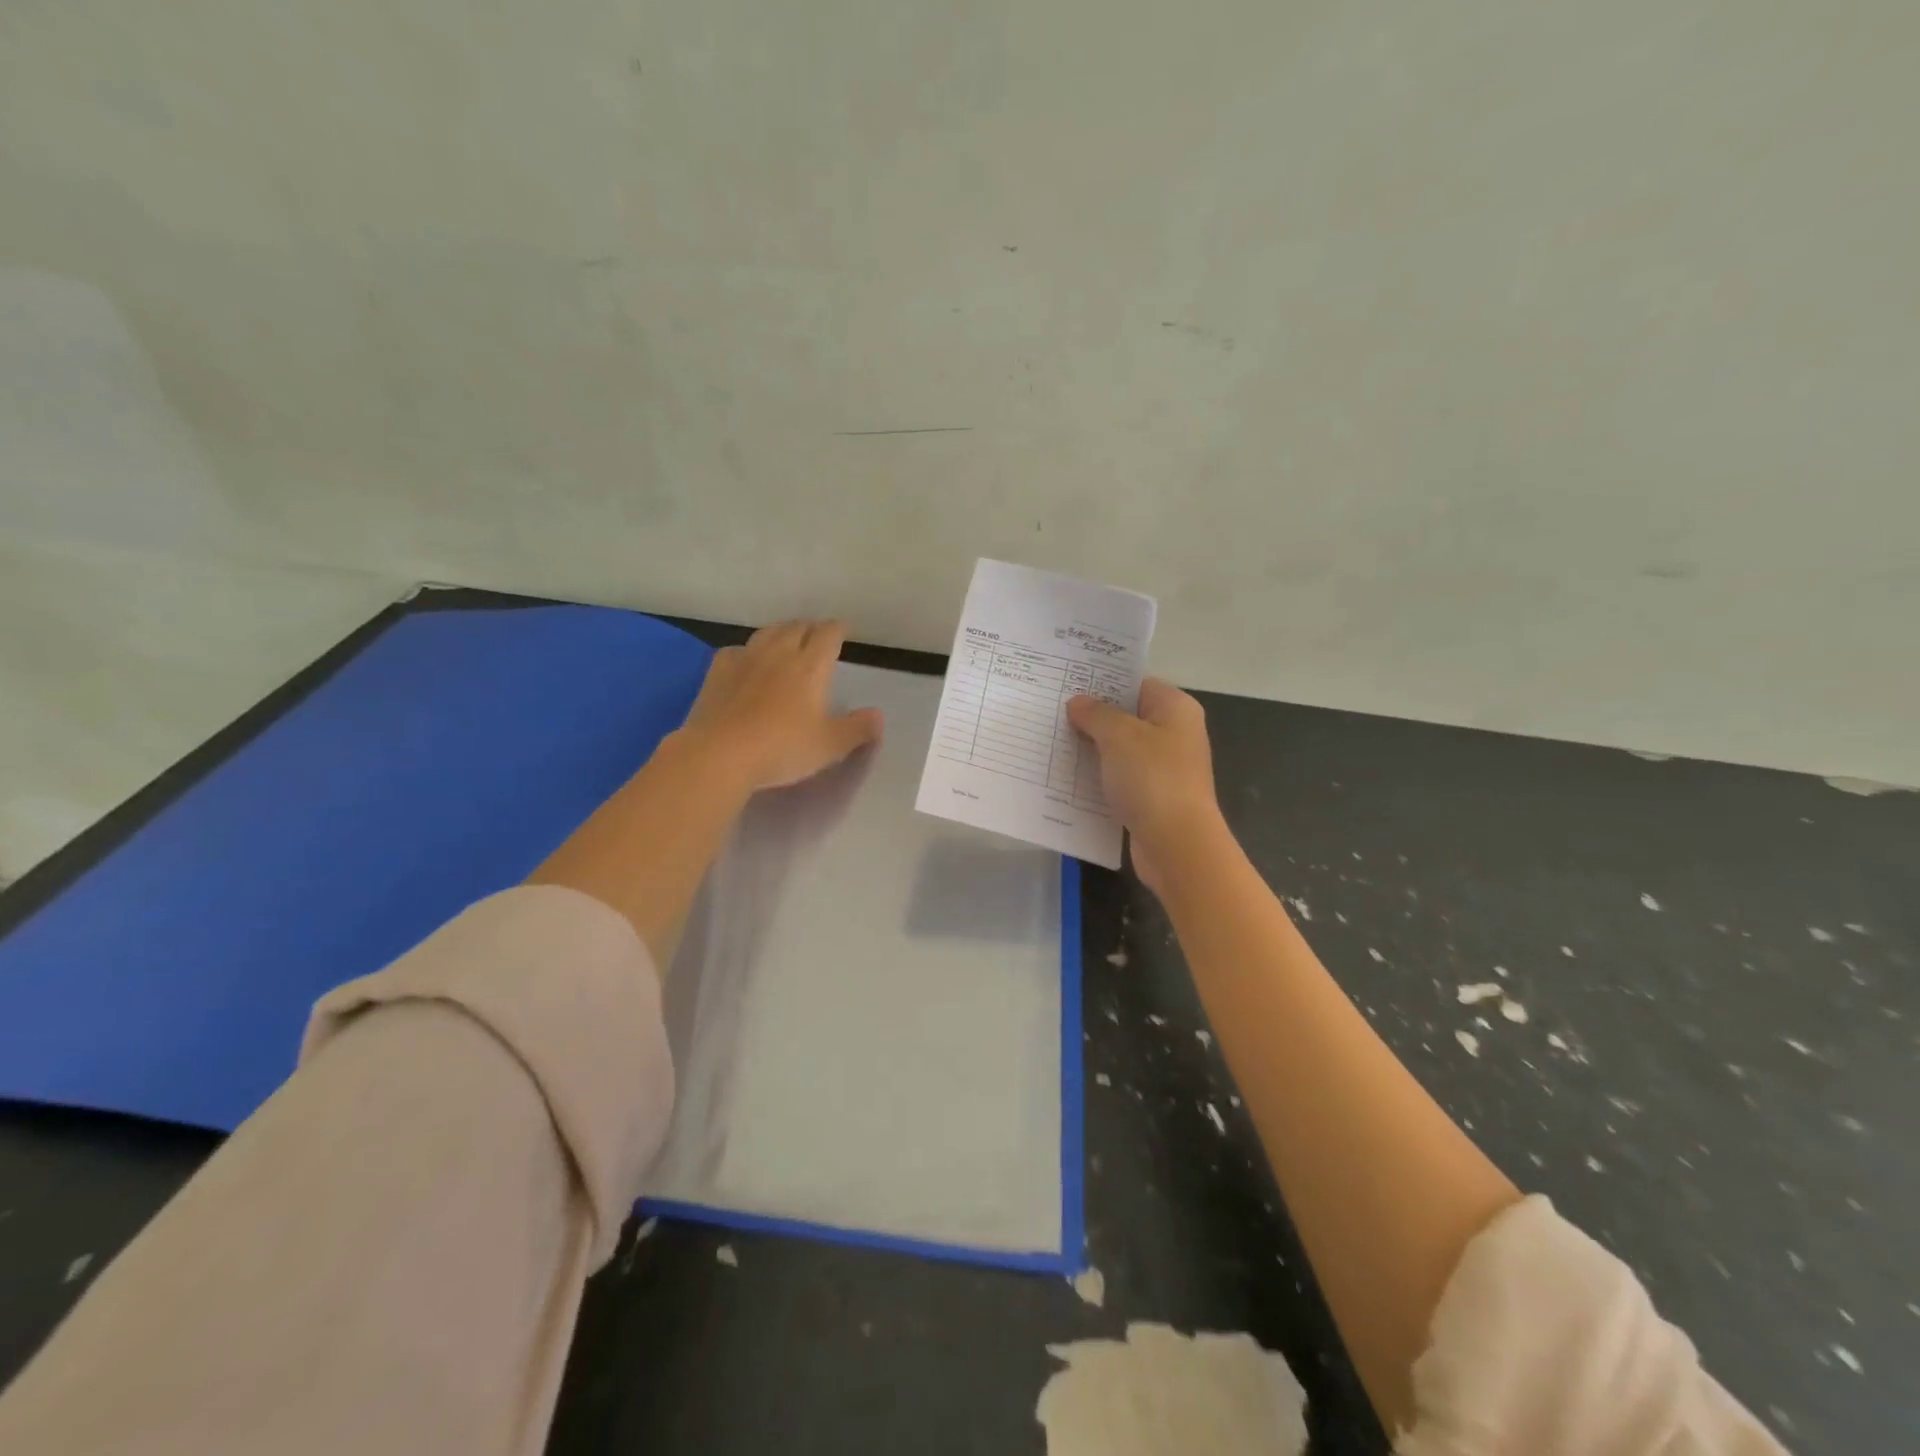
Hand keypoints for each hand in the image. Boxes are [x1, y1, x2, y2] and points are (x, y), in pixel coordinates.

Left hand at [680, 620, 882, 791]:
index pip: (828, 634)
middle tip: (816, 637)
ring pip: (767, 633)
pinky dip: (747, 652)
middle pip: (797, 627)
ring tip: (786, 641)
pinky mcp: (718, 672)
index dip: (837, 629)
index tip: (843, 632)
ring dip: (781, 632)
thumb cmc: (783, 748)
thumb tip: (878, 715)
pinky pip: (736, 650)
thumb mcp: (830, 746)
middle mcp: (779, 653)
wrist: (720, 754)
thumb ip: (857, 729)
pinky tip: (746, 662)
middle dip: (810, 628)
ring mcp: (745, 659)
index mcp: (811, 666)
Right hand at [1066, 678, 1223, 892]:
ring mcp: (1163, 768)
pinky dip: (1097, 777)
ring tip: (1050, 741)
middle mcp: (1174, 734)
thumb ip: (1096, 714)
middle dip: (1090, 717)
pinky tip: (1066, 777)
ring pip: (1119, 750)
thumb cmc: (1152, 779)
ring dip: (1090, 749)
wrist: (1176, 845)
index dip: (1102, 683)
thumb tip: (1077, 703)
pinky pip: (1118, 778)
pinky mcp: (1151, 797)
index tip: (1066, 683)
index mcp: (1175, 708)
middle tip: (1050, 711)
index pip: (1135, 684)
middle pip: (1126, 716)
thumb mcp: (1119, 736)